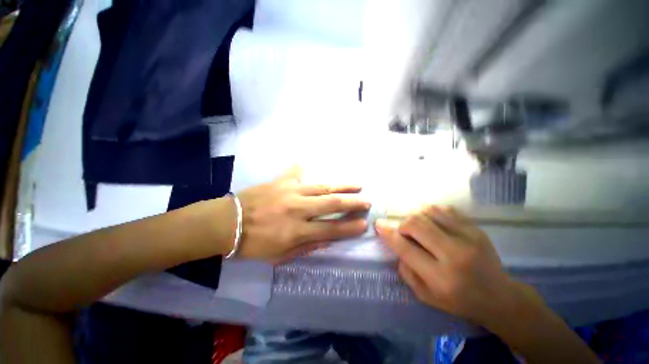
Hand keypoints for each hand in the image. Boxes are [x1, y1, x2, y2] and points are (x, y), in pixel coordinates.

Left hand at [235, 167, 370, 261]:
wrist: (227, 223)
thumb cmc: (253, 243)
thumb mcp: (280, 255)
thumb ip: (306, 247)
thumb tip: (327, 239)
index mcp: (296, 232)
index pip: (330, 229)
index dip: (349, 227)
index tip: (364, 224)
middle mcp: (297, 210)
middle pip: (331, 204)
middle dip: (352, 203)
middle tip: (367, 201)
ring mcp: (290, 192)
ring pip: (322, 187)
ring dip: (341, 186)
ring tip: (357, 185)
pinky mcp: (280, 181)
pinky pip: (297, 172)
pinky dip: (306, 166)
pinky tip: (314, 160)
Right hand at [375, 206, 541, 327]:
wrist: (499, 297)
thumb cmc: (459, 300)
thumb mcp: (426, 296)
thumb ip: (406, 270)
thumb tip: (396, 244)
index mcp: (441, 277)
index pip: (405, 248)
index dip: (388, 234)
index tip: (378, 225)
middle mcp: (454, 255)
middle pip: (416, 224)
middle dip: (402, 224)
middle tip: (403, 231)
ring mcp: (468, 238)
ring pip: (429, 212)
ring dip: (416, 217)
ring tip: (418, 227)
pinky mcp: (476, 229)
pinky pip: (445, 210)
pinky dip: (431, 212)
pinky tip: (432, 222)